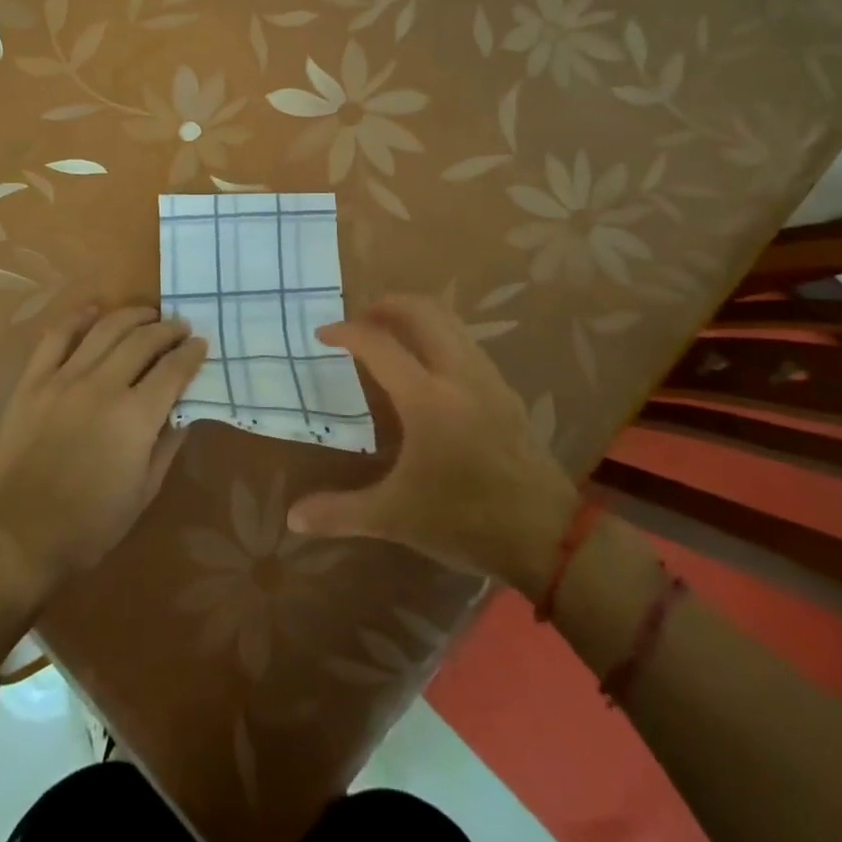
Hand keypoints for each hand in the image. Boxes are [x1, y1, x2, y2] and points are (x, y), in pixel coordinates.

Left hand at [0, 304, 206, 598]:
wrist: (18, 536)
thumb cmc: (90, 525)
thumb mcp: (144, 493)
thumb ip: (167, 444)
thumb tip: (184, 412)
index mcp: (136, 417)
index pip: (174, 369)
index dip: (192, 353)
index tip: (200, 344)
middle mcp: (103, 386)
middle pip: (143, 341)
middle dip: (168, 329)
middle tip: (179, 327)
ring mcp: (64, 379)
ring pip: (105, 329)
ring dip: (133, 316)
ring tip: (148, 314)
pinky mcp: (33, 382)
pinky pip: (56, 337)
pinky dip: (77, 318)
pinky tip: (94, 309)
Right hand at [286, 294, 577, 598]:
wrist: (548, 535)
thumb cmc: (465, 520)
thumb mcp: (395, 518)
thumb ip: (340, 513)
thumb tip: (293, 518)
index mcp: (427, 398)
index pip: (378, 344)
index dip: (346, 332)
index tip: (322, 335)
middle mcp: (458, 374)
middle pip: (422, 311)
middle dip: (385, 305)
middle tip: (358, 323)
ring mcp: (487, 378)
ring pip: (449, 322)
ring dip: (414, 317)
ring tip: (388, 338)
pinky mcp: (504, 391)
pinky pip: (465, 342)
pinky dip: (438, 336)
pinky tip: (426, 369)